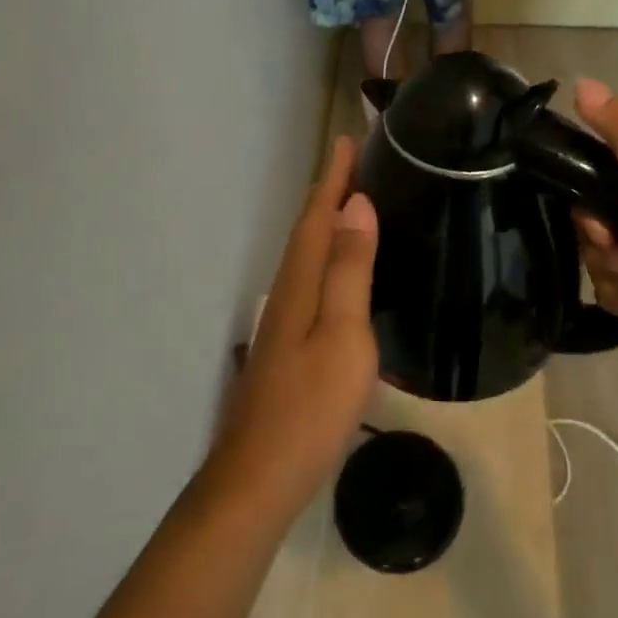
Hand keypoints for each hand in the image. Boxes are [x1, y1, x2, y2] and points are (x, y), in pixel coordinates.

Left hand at [207, 137, 378, 518]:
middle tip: (356, 162)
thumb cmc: (310, 406)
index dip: (334, 178)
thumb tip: (357, 205)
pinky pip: (312, 280)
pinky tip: (341, 271)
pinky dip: (328, 258)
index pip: (319, 216)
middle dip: (329, 192)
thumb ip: (350, 270)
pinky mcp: (289, 345)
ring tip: (353, 202)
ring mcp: (284, 322)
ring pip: (307, 255)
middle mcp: (287, 293)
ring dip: (328, 222)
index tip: (349, 138)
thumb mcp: (343, 334)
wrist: (259, 478)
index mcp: (301, 283)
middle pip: (308, 230)